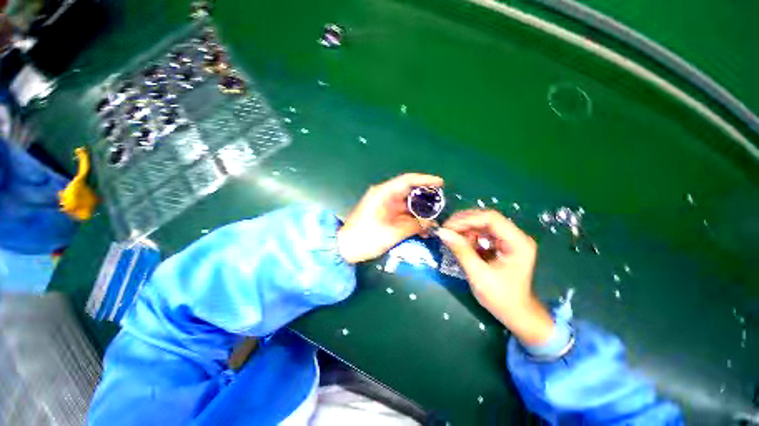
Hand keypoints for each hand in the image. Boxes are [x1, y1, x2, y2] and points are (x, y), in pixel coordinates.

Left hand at [337, 173, 443, 263]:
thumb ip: (413, 226)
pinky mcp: (384, 215)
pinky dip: (412, 219)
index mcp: (383, 193)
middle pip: (409, 192)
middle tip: (440, 206)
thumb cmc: (366, 238)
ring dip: (419, 212)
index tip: (441, 183)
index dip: (425, 180)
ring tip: (434, 220)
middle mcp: (385, 196)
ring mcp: (384, 206)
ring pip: (407, 204)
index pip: (407, 180)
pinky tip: (422, 227)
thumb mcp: (392, 232)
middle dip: (425, 199)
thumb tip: (431, 224)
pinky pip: (402, 213)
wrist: (345, 248)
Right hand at [436, 210, 553, 344]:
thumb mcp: (478, 274)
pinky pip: (482, 233)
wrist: (516, 313)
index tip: (447, 227)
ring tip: (451, 237)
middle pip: (486, 218)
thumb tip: (442, 232)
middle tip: (445, 230)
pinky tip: (460, 243)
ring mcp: (508, 239)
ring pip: (482, 224)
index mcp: (518, 242)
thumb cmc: (501, 298)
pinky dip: (468, 236)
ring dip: (464, 229)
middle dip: (463, 222)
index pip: (491, 219)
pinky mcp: (501, 244)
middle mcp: (515, 236)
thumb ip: (461, 251)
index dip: (467, 219)